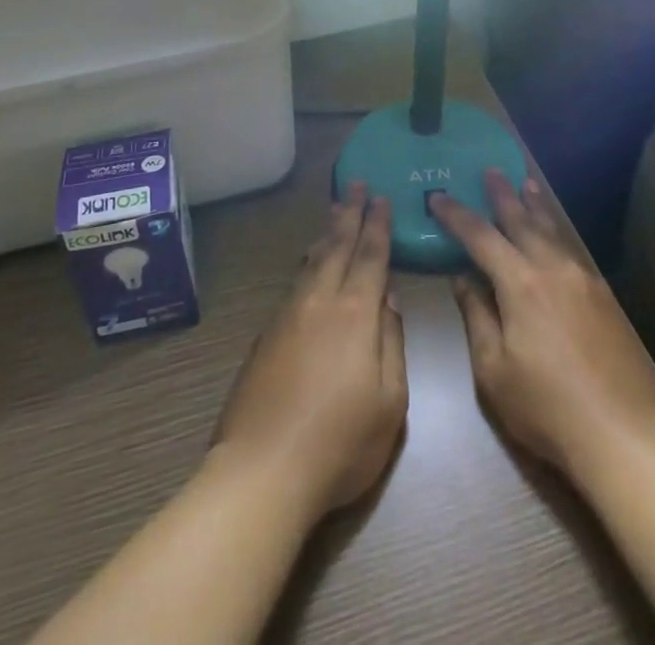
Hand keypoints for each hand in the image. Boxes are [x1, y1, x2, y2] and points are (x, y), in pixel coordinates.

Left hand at [212, 182, 407, 518]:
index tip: (381, 197)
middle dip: (349, 213)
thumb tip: (387, 300)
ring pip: (312, 261)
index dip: (377, 225)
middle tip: (355, 184)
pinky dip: (307, 262)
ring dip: (326, 233)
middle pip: (337, 246)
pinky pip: (294, 282)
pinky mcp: (265, 335)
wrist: (263, 470)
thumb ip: (392, 342)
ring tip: (334, 211)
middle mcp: (320, 302)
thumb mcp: (390, 401)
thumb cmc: (340, 443)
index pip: (370, 256)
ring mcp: (287, 316)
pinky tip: (308, 263)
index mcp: (355, 313)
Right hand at [430, 171, 654, 483]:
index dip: (456, 214)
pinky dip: (555, 231)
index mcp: (520, 283)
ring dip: (534, 206)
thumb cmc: (546, 407)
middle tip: (490, 170)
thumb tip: (463, 278)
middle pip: (522, 221)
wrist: (622, 434)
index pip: (480, 236)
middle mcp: (552, 268)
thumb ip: (477, 317)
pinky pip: (570, 249)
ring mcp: (582, 279)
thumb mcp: (493, 370)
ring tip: (525, 184)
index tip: (438, 196)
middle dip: (502, 195)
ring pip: (552, 230)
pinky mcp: (603, 296)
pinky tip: (553, 233)